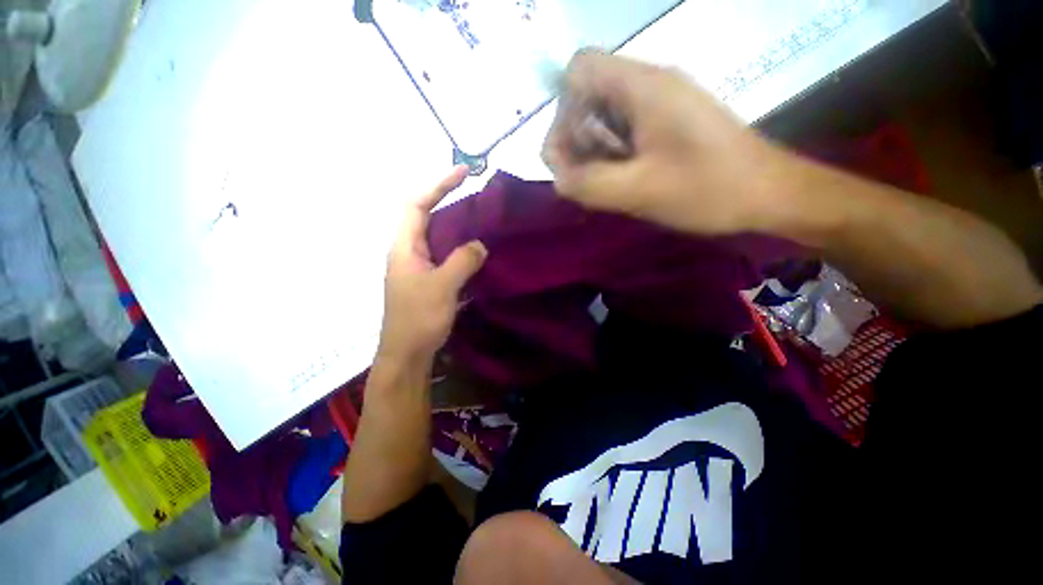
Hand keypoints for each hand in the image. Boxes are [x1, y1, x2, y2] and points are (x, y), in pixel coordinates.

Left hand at [377, 166, 487, 364]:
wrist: (407, 354)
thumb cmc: (418, 319)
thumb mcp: (442, 286)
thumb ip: (462, 261)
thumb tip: (480, 244)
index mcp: (404, 247)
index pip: (417, 204)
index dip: (438, 184)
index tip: (463, 172)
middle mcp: (408, 252)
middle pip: (426, 217)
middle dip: (448, 201)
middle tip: (477, 197)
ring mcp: (417, 268)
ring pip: (437, 237)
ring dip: (456, 226)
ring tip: (481, 220)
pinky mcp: (427, 281)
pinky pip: (444, 255)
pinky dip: (459, 248)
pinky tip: (476, 252)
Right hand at [543, 51, 776, 234]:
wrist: (769, 193)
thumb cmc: (708, 189)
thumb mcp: (638, 191)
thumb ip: (588, 184)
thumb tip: (558, 177)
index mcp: (642, 86)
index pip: (578, 69)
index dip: (563, 110)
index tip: (571, 153)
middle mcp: (648, 83)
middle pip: (587, 94)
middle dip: (576, 138)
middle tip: (589, 178)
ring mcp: (661, 102)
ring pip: (604, 115)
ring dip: (595, 150)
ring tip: (609, 183)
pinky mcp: (668, 121)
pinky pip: (624, 129)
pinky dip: (613, 154)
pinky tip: (624, 178)